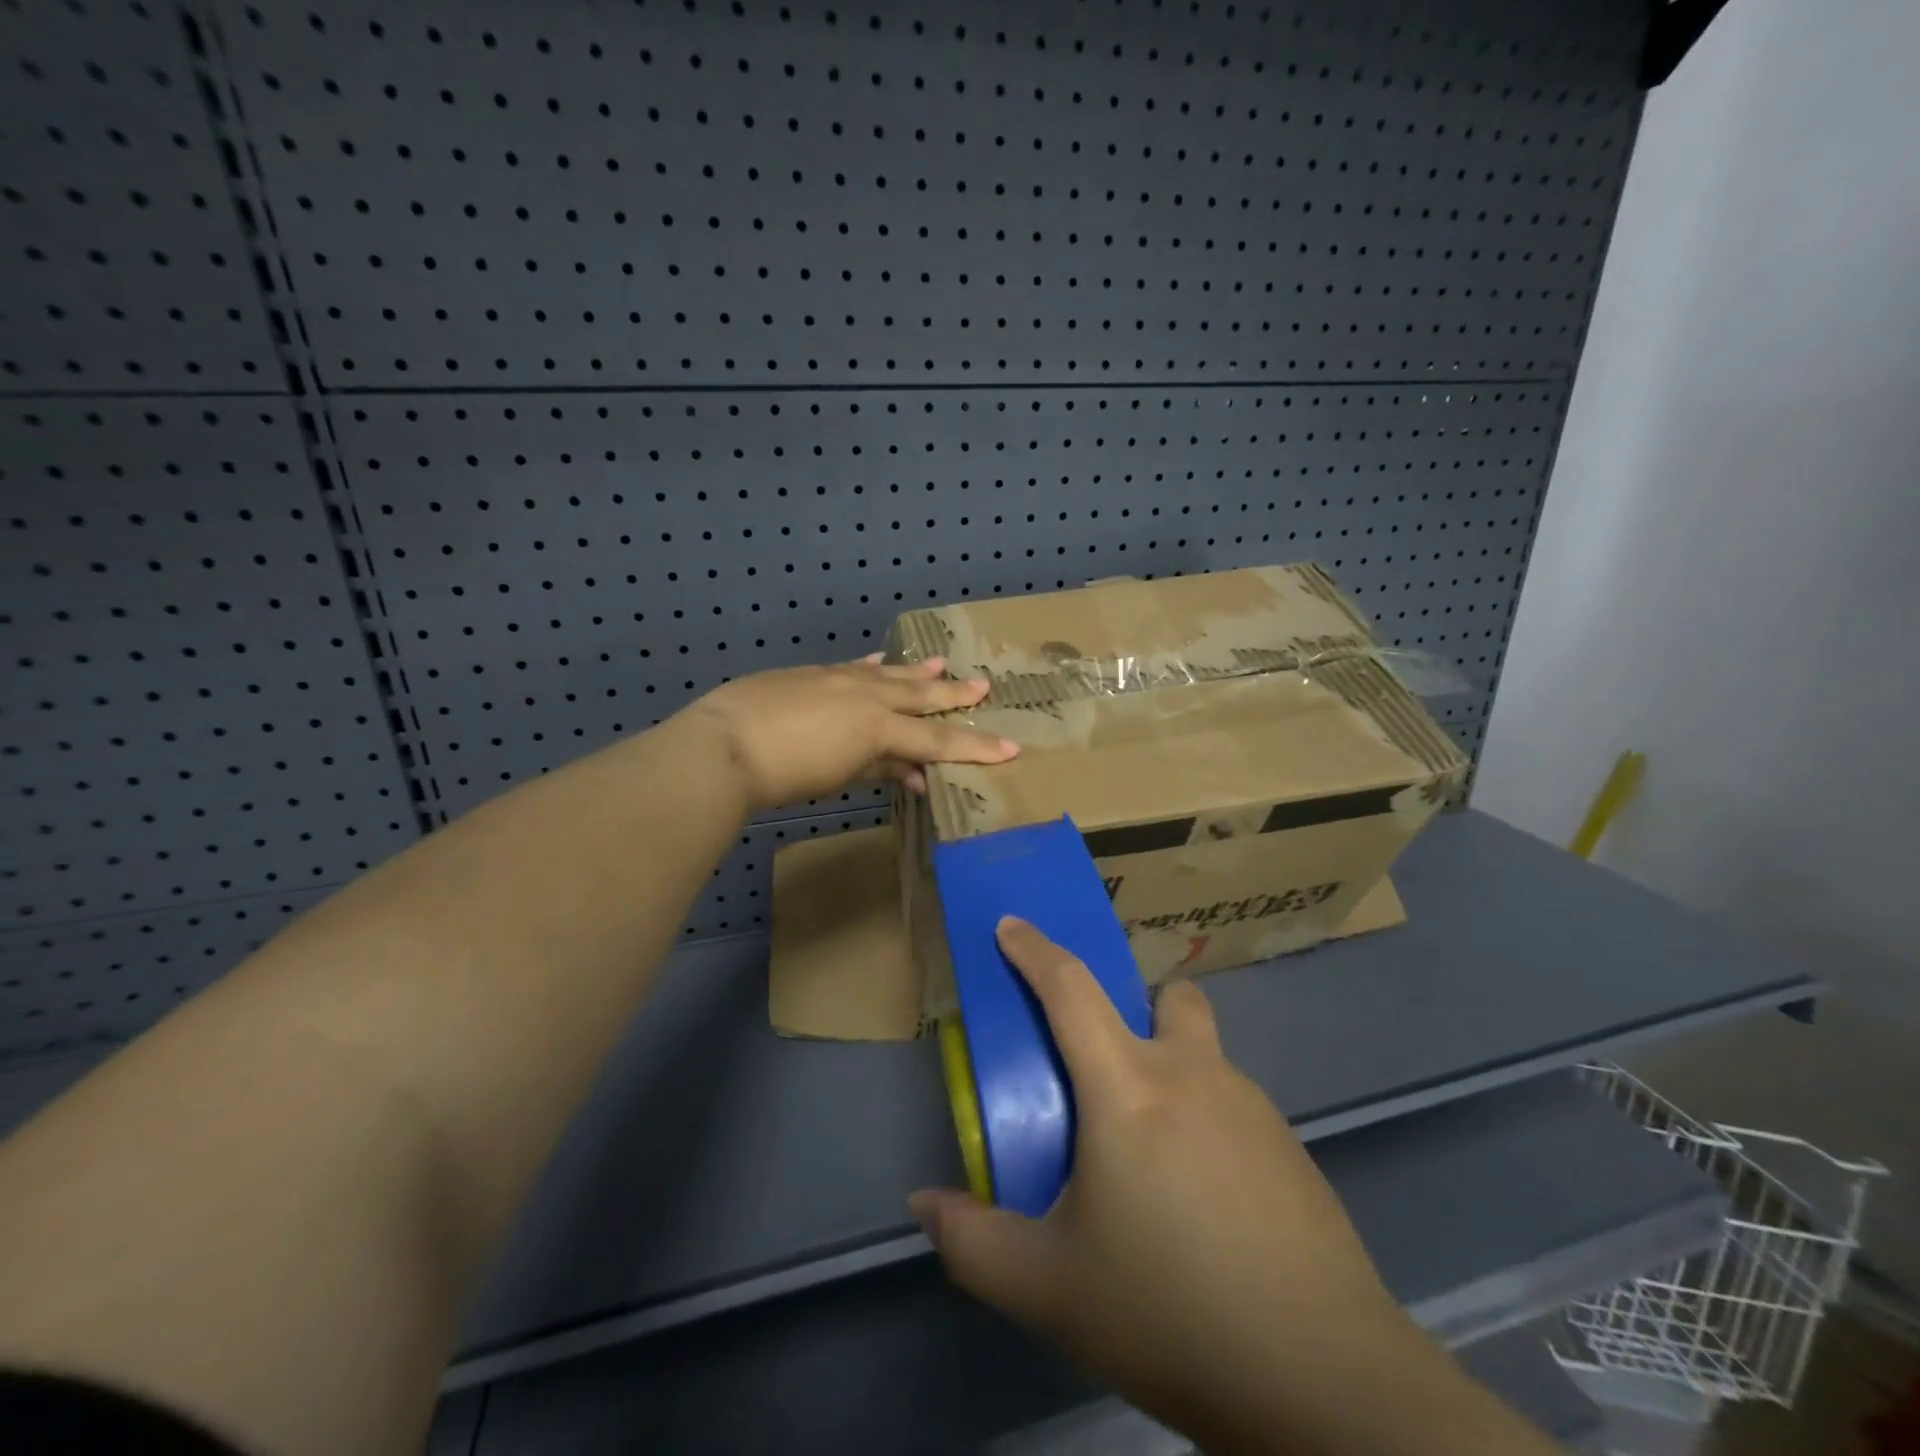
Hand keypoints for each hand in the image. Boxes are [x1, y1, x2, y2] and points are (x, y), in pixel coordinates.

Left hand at [688, 656, 1018, 811]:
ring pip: (890, 674)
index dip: (976, 746)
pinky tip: (882, 659)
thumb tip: (916, 775)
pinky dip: (873, 665)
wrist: (725, 744)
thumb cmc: (786, 774)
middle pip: (920, 695)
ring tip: (943, 664)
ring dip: (917, 672)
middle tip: (985, 686)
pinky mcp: (812, 674)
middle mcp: (867, 695)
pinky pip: (854, 667)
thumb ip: (882, 769)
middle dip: (954, 695)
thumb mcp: (842, 777)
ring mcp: (839, 678)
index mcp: (879, 726)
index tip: (1010, 748)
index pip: (938, 738)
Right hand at [909, 920, 1524, 1455]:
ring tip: (1155, 1164)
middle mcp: (1192, 1074)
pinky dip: (1206, 1121)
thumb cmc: (1172, 1313)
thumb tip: (924, 1202)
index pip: (1070, 990)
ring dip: (1172, 1071)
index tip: (1010, 924)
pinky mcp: (1291, 1147)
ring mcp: (1252, 1106)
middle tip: (1108, 1069)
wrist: (1328, 1382)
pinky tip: (1206, 1205)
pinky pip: (1233, 1104)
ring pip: (1204, 1052)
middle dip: (1135, 1004)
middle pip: (1167, 996)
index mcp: (1127, 1088)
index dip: (1034, 949)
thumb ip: (974, 1243)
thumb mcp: (1050, 1289)